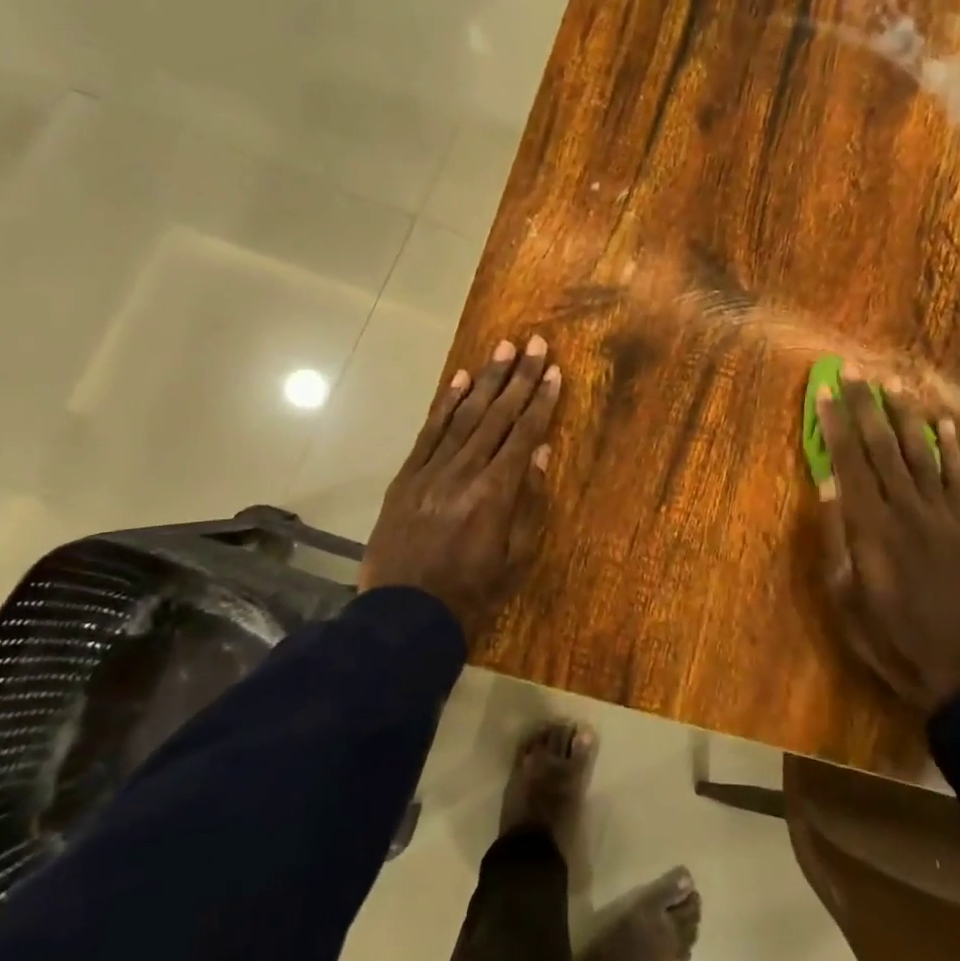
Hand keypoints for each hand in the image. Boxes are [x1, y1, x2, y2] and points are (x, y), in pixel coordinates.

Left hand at [360, 336, 562, 635]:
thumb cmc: (471, 594)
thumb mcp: (514, 558)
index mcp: (494, 494)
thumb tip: (542, 453)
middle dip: (519, 378)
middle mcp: (463, 472)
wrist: (404, 617)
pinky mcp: (406, 477)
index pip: (523, 436)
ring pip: (464, 416)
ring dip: (486, 380)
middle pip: (497, 416)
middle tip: (536, 343)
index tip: (554, 371)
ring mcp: (430, 471)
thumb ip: (529, 502)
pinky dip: (445, 404)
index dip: (541, 401)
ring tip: (504, 349)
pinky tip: (459, 379)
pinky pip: (428, 433)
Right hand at [815, 370, 959, 712]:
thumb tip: (829, 485)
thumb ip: (837, 536)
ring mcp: (942, 517)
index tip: (825, 392)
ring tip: (894, 384)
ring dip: (906, 416)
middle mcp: (907, 511)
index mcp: (871, 527)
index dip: (836, 424)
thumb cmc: (881, 632)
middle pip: (883, 448)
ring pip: (922, 454)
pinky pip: (959, 480)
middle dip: (866, 407)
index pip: (850, 462)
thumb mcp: (842, 592)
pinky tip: (944, 422)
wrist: (946, 665)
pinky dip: (952, 449)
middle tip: (854, 372)